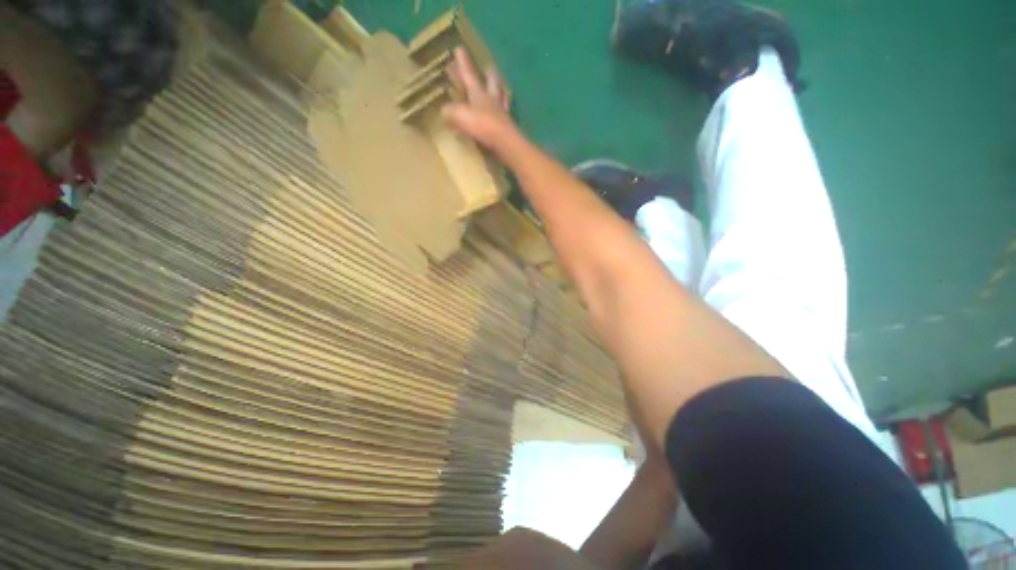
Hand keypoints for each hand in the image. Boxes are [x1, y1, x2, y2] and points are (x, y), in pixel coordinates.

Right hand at [442, 47, 517, 152]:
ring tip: (500, 88)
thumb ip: (450, 111)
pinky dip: (503, 112)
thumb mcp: (459, 115)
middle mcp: (492, 100)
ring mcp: (502, 114)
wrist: (504, 143)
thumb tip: (444, 111)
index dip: (463, 63)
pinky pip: (505, 116)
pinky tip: (501, 115)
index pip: (469, 75)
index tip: (459, 48)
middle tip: (488, 67)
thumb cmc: (481, 125)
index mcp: (479, 93)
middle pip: (492, 82)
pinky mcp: (508, 128)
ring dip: (500, 90)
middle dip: (488, 74)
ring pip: (502, 97)